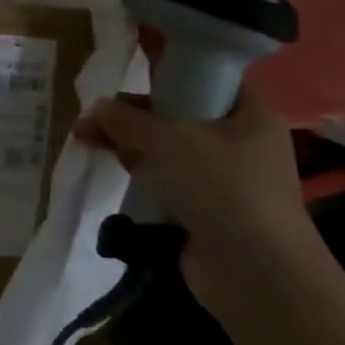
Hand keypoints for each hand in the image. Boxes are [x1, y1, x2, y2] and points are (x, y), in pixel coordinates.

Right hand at [74, 92, 326, 321]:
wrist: (257, 275)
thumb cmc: (224, 189)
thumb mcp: (170, 140)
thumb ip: (128, 119)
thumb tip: (96, 108)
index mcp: (248, 115)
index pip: (208, 77)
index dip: (169, 69)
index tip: (128, 70)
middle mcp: (239, 142)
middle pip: (178, 112)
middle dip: (132, 112)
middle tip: (93, 118)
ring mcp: (222, 178)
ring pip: (166, 147)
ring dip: (128, 142)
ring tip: (87, 141)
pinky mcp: (203, 208)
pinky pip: (165, 178)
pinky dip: (139, 172)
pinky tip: (111, 169)